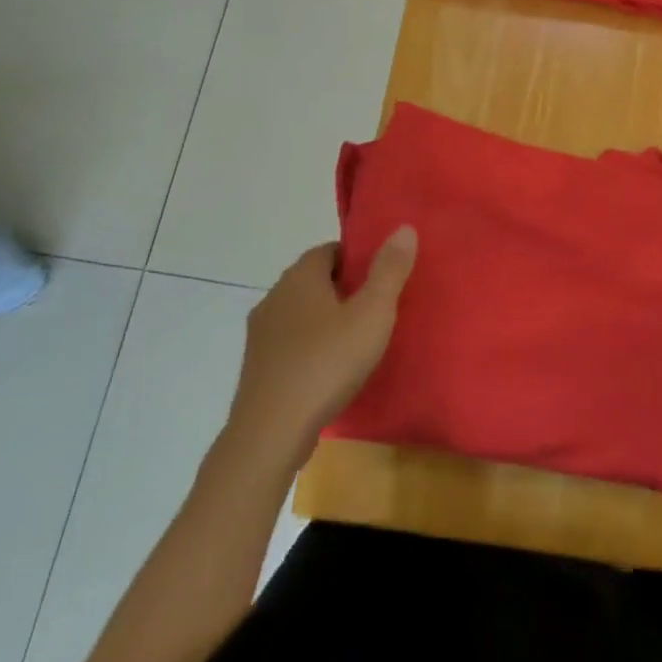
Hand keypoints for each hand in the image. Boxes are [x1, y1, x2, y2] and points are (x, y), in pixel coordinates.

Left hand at [227, 228, 417, 456]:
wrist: (270, 434)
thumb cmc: (327, 363)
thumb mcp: (372, 313)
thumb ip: (389, 270)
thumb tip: (404, 227)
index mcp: (300, 278)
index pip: (329, 250)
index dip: (356, 258)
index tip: (381, 275)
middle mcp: (274, 298)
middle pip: (313, 281)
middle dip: (343, 288)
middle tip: (377, 306)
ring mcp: (260, 336)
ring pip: (300, 314)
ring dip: (326, 320)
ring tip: (358, 339)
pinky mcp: (257, 369)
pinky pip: (290, 345)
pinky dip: (311, 348)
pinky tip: (331, 370)